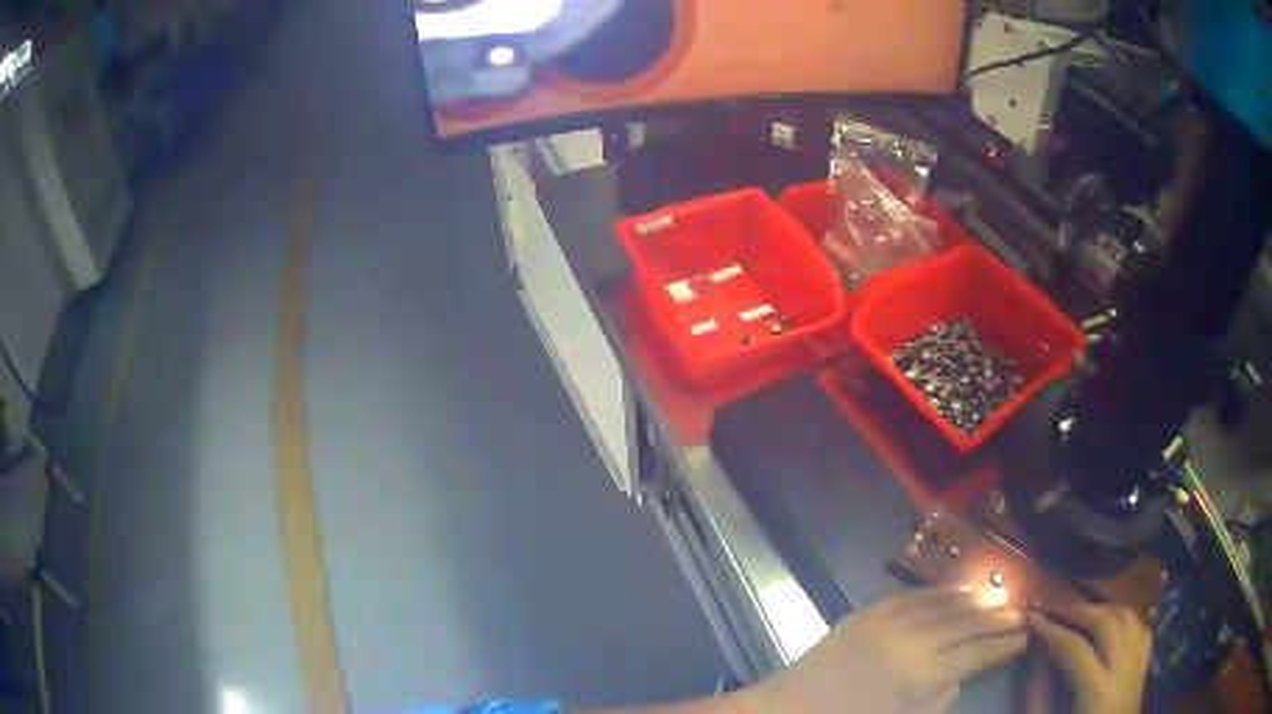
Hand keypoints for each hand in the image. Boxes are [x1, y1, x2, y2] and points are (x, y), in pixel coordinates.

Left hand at [745, 586, 1027, 713]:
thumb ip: (939, 697)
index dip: (1001, 645)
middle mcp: (911, 641)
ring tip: (997, 595)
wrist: (790, 708)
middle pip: (965, 624)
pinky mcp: (868, 612)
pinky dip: (938, 591)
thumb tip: (961, 673)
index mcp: (922, 675)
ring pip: (943, 604)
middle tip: (1019, 611)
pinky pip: (911, 596)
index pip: (975, 654)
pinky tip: (956, 589)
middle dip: (995, 618)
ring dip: (973, 599)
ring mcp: (888, 622)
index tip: (1023, 637)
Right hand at [1027, 603, 1152, 713]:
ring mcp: (1139, 666)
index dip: (1051, 630)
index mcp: (1098, 693)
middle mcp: (1125, 671)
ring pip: (1128, 618)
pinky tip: (1107, 624)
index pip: (1076, 649)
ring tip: (1077, 613)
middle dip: (1078, 611)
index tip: (1031, 617)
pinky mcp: (1144, 667)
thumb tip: (1037, 654)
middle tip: (1052, 607)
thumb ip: (1039, 695)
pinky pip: (1139, 629)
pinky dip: (1122, 619)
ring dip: (1101, 609)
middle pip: (1108, 623)